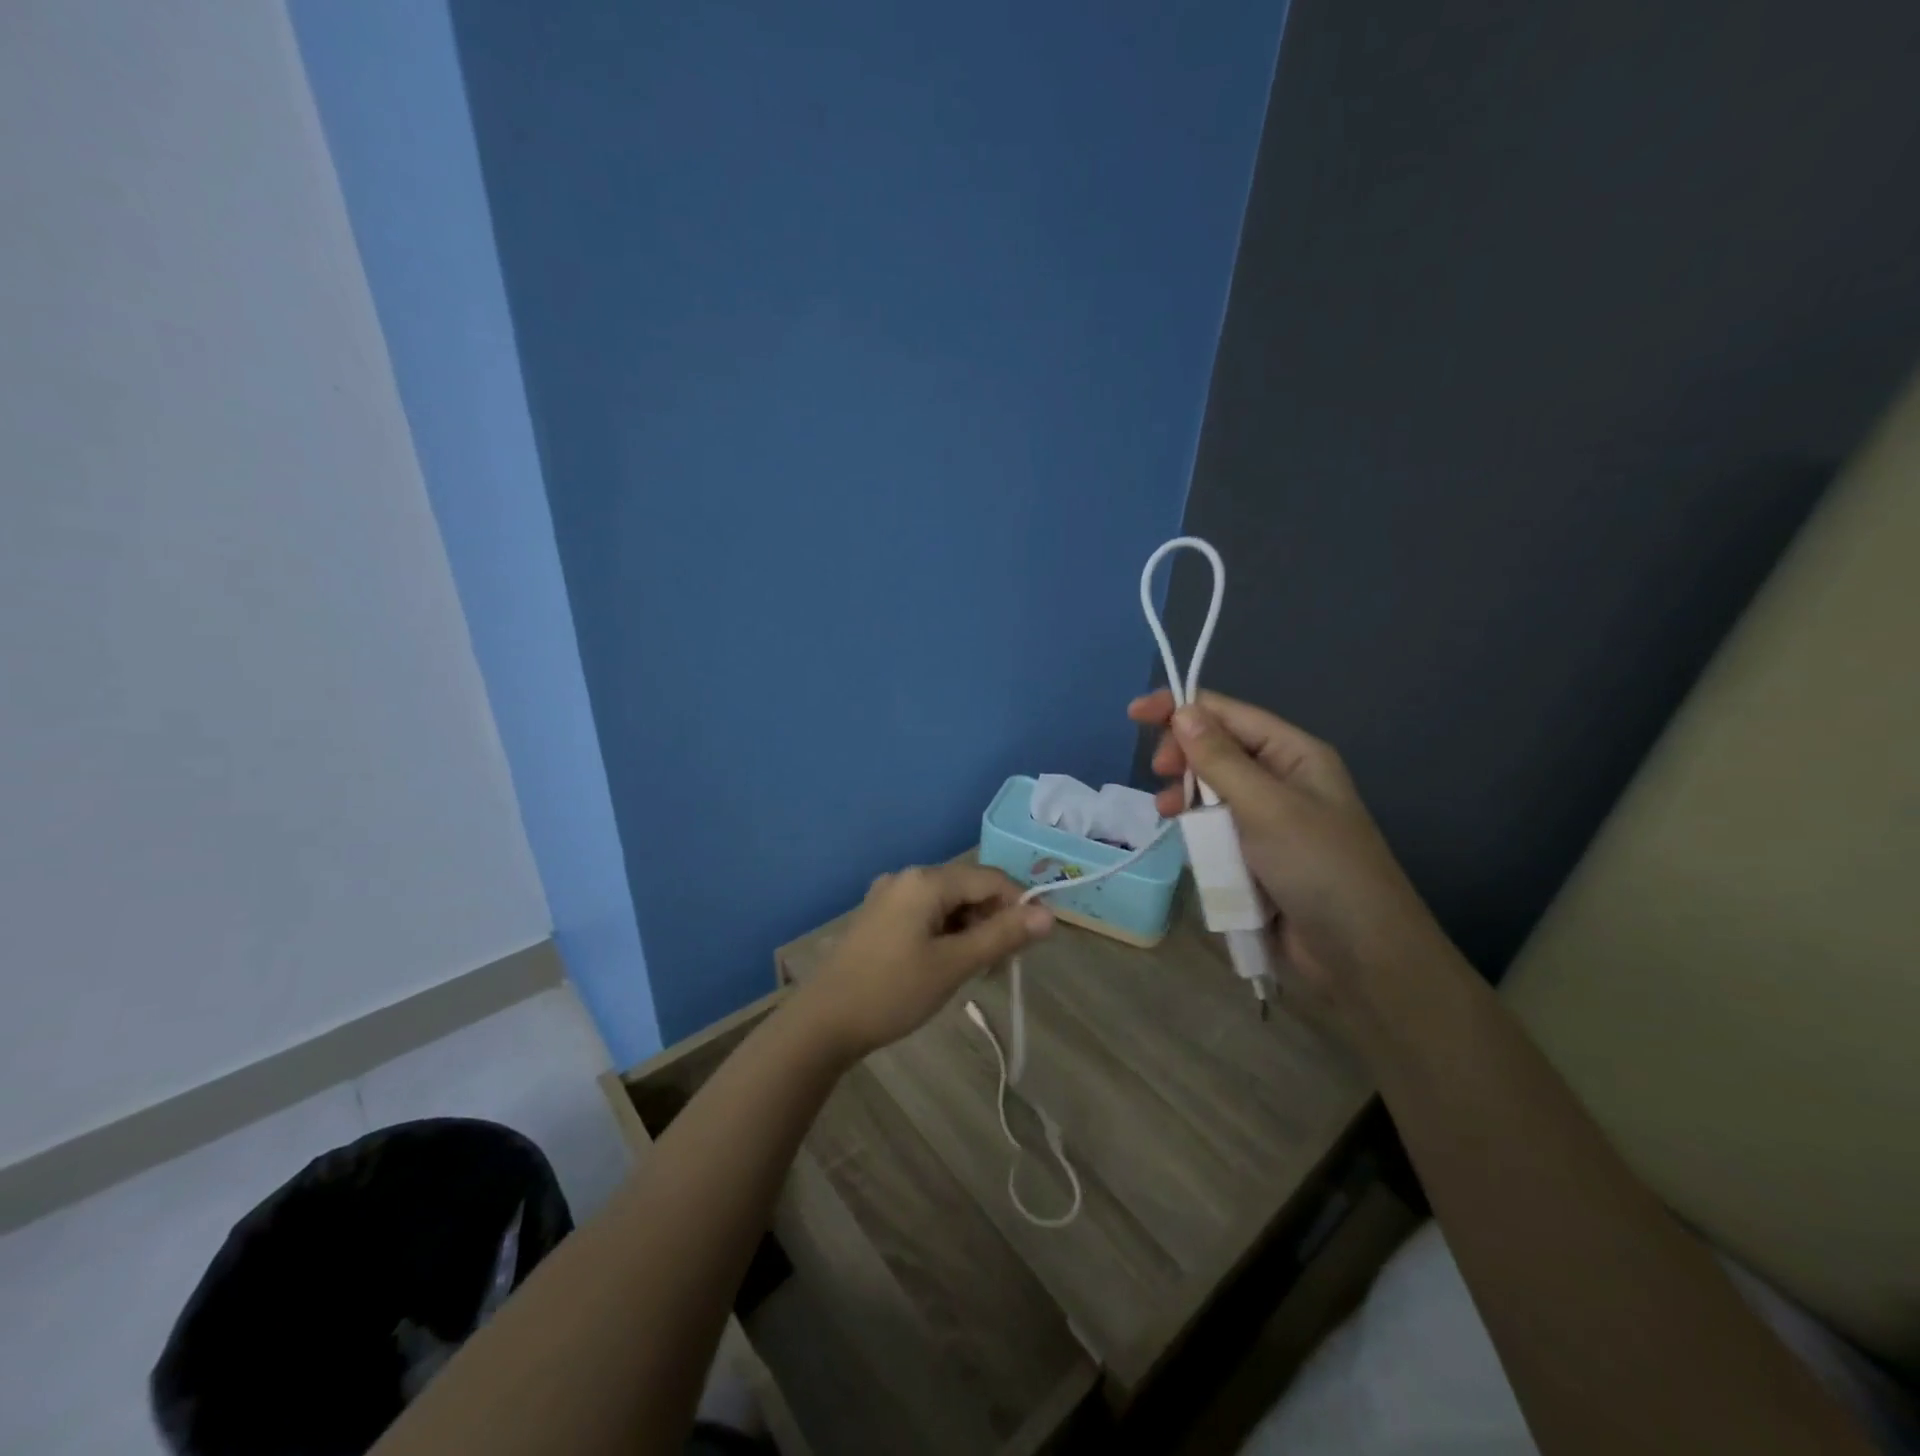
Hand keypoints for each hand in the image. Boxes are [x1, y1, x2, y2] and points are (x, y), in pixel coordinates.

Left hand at [796, 863, 1053, 1061]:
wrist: (823, 1022)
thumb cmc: (893, 991)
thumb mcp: (954, 965)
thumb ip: (1002, 936)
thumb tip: (1049, 915)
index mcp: (926, 880)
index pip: (991, 879)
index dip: (1019, 906)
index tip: (1031, 945)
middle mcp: (907, 877)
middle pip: (969, 888)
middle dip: (993, 921)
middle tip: (1000, 967)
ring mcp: (889, 896)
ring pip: (948, 904)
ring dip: (970, 931)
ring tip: (974, 972)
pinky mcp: (879, 917)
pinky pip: (926, 914)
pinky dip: (946, 934)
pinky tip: (945, 966)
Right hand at [1129, 689, 1442, 1003]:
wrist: (1357, 953)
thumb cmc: (1318, 867)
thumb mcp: (1267, 807)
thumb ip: (1220, 760)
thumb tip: (1183, 711)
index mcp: (1293, 753)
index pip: (1228, 714)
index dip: (1181, 708)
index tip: (1135, 714)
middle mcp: (1279, 778)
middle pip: (1215, 748)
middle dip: (1183, 754)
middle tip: (1161, 774)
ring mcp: (1265, 818)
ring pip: (1209, 789)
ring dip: (1184, 793)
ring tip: (1166, 811)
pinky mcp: (1252, 853)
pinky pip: (1213, 826)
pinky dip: (1194, 826)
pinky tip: (1181, 835)